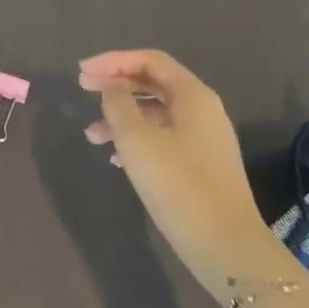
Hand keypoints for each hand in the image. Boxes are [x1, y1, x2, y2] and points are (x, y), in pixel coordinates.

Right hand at [79, 49, 291, 295]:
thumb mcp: (136, 140)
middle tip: (82, 89)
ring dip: (122, 116)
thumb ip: (118, 104)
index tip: (82, 71)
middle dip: (116, 84)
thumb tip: (112, 86)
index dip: (113, 60)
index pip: (150, 60)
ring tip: (92, 136)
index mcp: (193, 96)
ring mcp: (204, 139)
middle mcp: (203, 111)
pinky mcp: (201, 165)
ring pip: (156, 113)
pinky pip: (163, 137)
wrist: (226, 247)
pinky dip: (137, 138)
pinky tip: (116, 158)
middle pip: (153, 83)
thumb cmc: (178, 185)